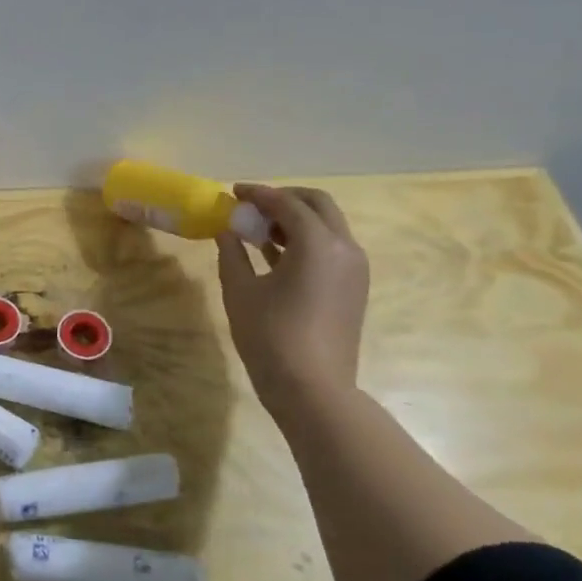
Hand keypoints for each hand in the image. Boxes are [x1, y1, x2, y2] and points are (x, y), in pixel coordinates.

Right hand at [216, 184, 369, 413]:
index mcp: (317, 243)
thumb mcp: (240, 290)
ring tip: (258, 231)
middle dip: (284, 199)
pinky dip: (305, 241)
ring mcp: (354, 269)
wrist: (312, 387)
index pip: (286, 203)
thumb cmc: (270, 335)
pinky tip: (274, 254)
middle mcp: (344, 248)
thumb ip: (232, 253)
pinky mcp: (353, 288)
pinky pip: (330, 249)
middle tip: (252, 206)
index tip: (233, 192)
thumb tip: (227, 232)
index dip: (258, 194)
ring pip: (327, 226)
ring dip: (295, 220)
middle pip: (317, 205)